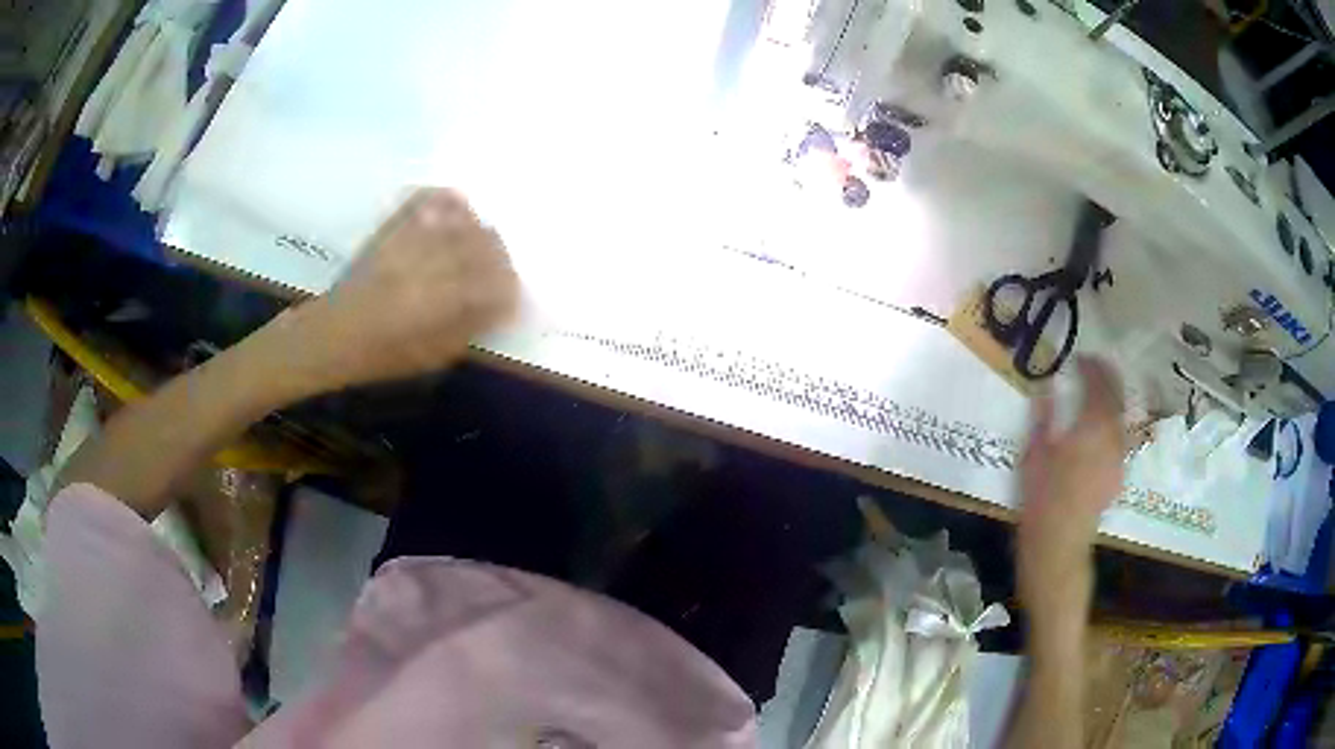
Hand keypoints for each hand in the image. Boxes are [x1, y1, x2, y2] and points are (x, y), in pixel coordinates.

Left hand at [282, 188, 518, 389]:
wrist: (333, 334)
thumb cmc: (383, 355)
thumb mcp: (432, 356)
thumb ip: (470, 327)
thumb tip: (502, 307)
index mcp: (440, 300)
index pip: (495, 283)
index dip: (510, 290)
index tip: (511, 301)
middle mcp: (429, 262)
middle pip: (485, 245)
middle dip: (501, 258)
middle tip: (501, 273)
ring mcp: (410, 240)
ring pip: (462, 221)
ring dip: (480, 232)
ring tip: (482, 244)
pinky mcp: (393, 228)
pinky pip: (427, 199)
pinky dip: (448, 199)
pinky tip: (457, 209)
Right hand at [1017, 357, 1124, 638]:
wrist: (1059, 548)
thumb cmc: (1041, 501)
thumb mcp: (1034, 455)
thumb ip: (1044, 415)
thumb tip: (1046, 384)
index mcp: (1091, 427)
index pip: (1099, 384)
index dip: (1091, 365)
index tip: (1079, 356)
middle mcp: (1112, 437)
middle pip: (1117, 396)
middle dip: (1107, 376)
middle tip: (1093, 365)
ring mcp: (1118, 457)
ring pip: (1122, 416)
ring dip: (1113, 397)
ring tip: (1098, 390)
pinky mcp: (1118, 474)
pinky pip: (1120, 436)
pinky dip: (1113, 420)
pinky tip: (1101, 427)